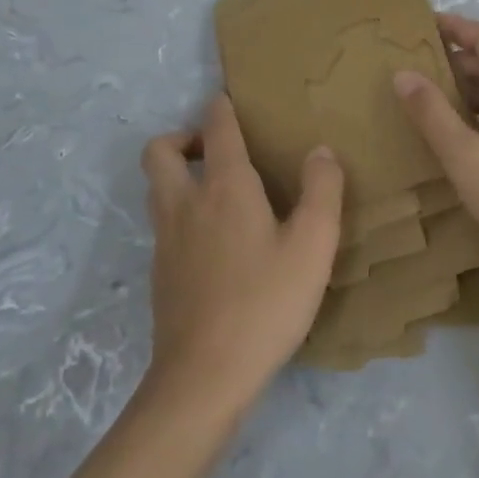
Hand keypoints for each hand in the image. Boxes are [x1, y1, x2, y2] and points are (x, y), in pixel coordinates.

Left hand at [140, 95, 342, 409]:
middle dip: (183, 138)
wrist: (203, 377)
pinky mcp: (160, 274)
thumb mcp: (313, 245)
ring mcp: (166, 240)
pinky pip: (163, 223)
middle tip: (217, 150)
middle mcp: (186, 203)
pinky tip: (215, 242)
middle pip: (160, 151)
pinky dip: (181, 213)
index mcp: (225, 187)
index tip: (232, 100)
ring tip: (218, 190)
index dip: (222, 107)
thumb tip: (320, 151)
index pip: (216, 128)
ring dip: (178, 174)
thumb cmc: (266, 303)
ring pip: (156, 187)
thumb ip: (322, 191)